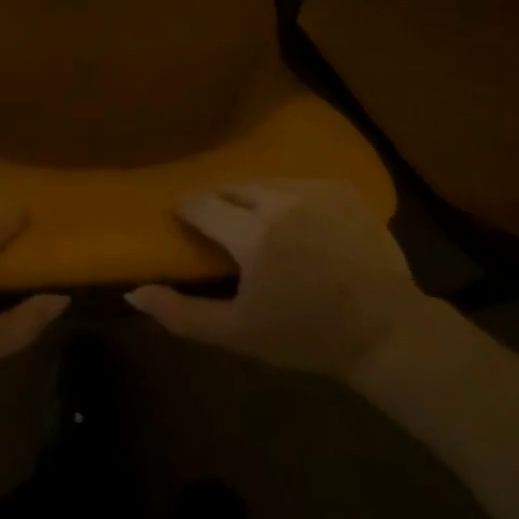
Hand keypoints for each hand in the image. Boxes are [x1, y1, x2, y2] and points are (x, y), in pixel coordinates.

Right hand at [126, 180, 424, 381]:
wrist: (385, 332)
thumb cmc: (306, 336)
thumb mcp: (239, 333)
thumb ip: (182, 314)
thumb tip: (133, 291)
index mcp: (252, 234)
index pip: (201, 203)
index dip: (187, 211)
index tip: (184, 222)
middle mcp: (280, 200)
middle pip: (232, 187)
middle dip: (219, 202)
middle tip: (219, 227)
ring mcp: (315, 190)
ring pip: (266, 182)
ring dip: (252, 197)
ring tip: (255, 221)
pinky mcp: (342, 190)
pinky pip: (300, 183)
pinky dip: (289, 197)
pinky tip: (296, 221)